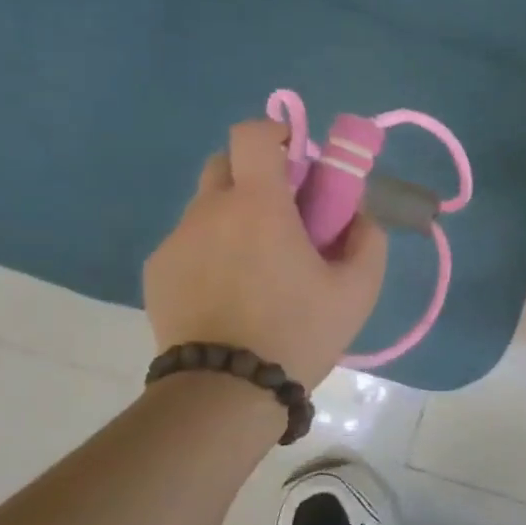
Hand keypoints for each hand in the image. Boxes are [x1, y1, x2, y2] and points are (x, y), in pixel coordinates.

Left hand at [144, 119, 387, 387]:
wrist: (227, 391)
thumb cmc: (299, 332)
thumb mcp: (358, 290)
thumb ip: (368, 240)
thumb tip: (359, 215)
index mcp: (258, 205)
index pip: (253, 134)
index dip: (277, 133)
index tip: (298, 158)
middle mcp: (209, 211)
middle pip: (226, 163)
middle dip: (256, 174)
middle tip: (284, 214)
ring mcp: (177, 241)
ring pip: (208, 207)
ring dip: (234, 217)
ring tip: (258, 267)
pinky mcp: (157, 272)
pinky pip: (189, 243)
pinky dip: (212, 251)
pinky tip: (229, 294)